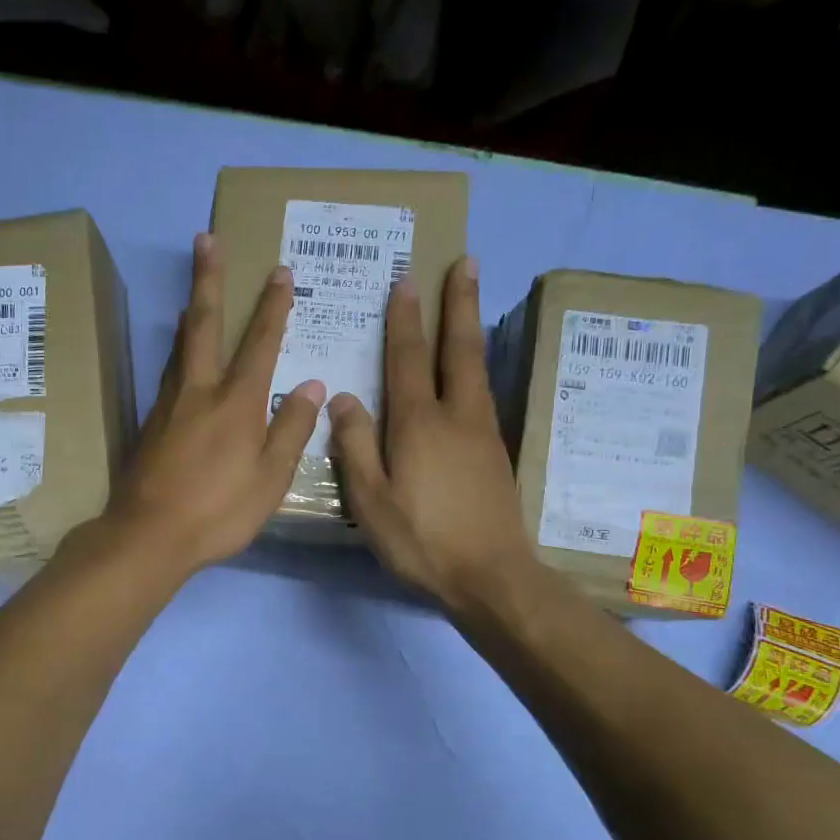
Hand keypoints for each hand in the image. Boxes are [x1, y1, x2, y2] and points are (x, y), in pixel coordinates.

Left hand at [102, 233, 322, 577]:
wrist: (149, 535)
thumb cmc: (219, 511)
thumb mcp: (270, 478)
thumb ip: (291, 428)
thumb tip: (312, 384)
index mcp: (236, 402)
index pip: (260, 343)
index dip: (273, 307)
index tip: (280, 272)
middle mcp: (199, 391)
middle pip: (204, 325)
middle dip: (209, 279)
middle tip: (205, 240)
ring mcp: (168, 405)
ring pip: (180, 347)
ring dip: (191, 314)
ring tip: (194, 294)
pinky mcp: (150, 424)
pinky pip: (169, 374)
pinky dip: (178, 353)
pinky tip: (180, 359)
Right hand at [328, 258, 534, 611]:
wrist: (490, 576)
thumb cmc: (421, 541)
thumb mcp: (371, 500)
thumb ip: (355, 446)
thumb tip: (342, 397)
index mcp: (419, 424)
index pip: (407, 359)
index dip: (404, 320)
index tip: (406, 280)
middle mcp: (456, 417)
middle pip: (458, 349)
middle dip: (458, 304)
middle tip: (465, 263)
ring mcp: (483, 433)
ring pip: (477, 368)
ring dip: (471, 328)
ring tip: (470, 300)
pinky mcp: (496, 453)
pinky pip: (483, 393)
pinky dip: (476, 366)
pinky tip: (471, 371)